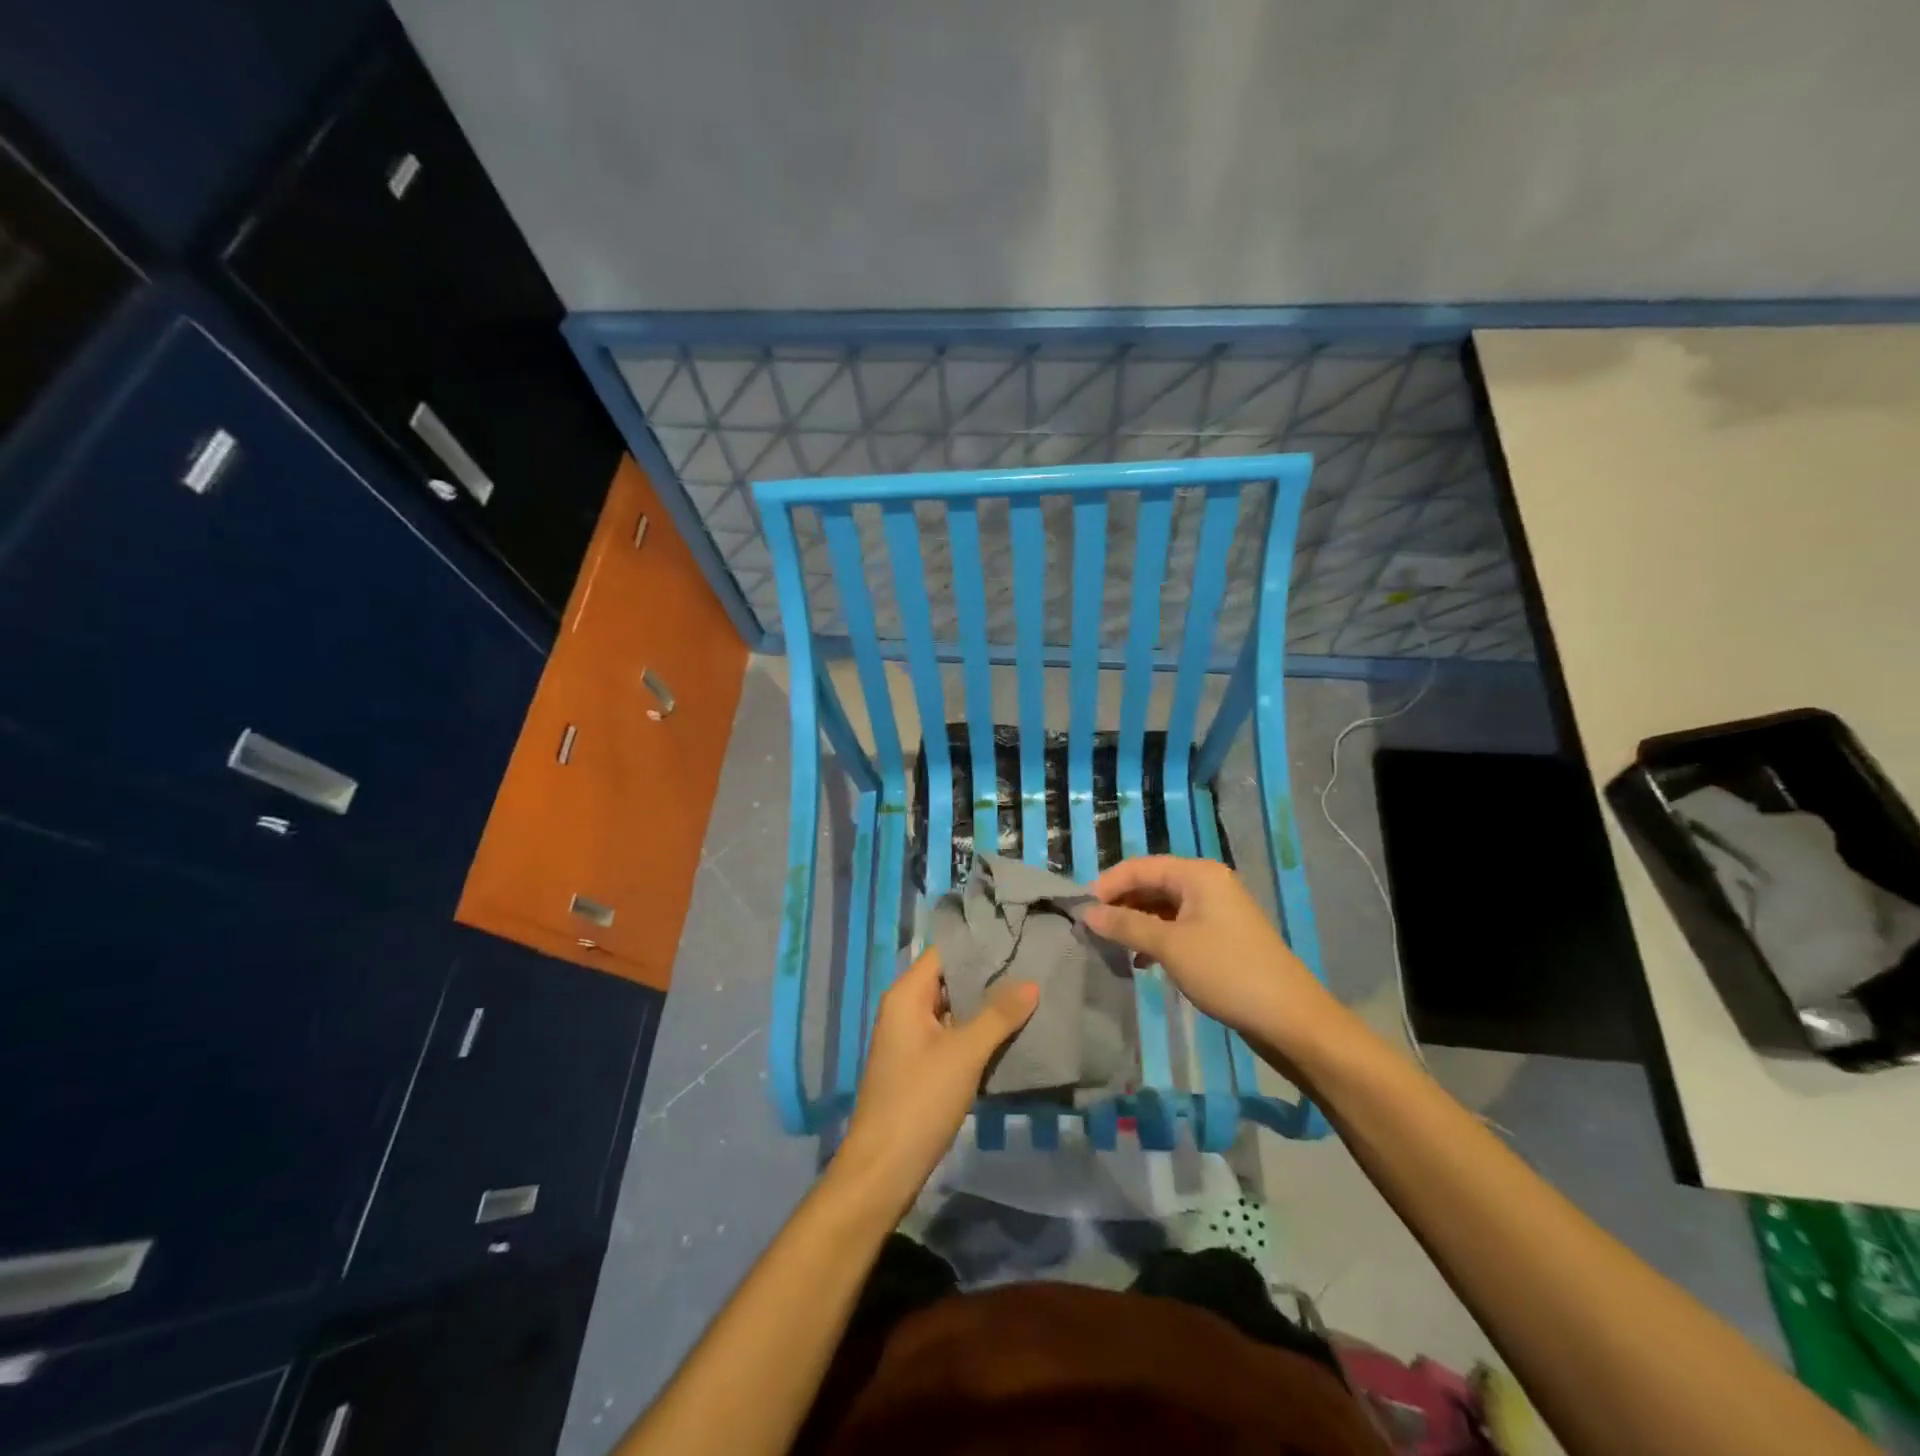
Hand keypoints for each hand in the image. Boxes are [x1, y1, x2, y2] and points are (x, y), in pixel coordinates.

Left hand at [835, 947, 1036, 1216]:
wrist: (883, 1168)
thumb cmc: (919, 1100)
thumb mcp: (964, 1054)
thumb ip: (998, 1015)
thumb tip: (1031, 981)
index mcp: (907, 994)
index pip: (944, 951)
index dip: (977, 943)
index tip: (1016, 936)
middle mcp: (905, 1008)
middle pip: (949, 978)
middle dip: (987, 974)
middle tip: (1032, 963)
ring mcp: (911, 1037)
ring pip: (953, 1008)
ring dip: (984, 1004)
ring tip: (1029, 992)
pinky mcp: (920, 1063)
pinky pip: (952, 1034)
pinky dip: (977, 1030)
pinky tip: (1010, 1032)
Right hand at [1083, 856, 1337, 1054]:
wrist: (1290, 1018)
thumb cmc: (1227, 972)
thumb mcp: (1169, 946)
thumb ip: (1126, 925)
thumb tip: (1088, 913)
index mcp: (1198, 874)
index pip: (1140, 866)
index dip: (1107, 884)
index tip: (1080, 910)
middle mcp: (1207, 883)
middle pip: (1152, 883)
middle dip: (1120, 903)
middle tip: (1092, 929)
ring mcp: (1217, 910)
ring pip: (1163, 906)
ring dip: (1136, 922)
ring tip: (1111, 945)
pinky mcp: (1221, 936)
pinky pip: (1178, 926)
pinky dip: (1156, 937)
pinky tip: (1141, 960)